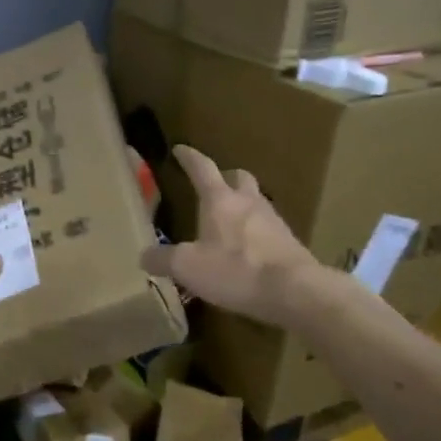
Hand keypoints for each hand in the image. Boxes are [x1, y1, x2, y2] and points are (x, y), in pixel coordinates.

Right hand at [141, 145, 342, 328]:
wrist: (295, 291)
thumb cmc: (235, 270)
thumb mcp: (187, 267)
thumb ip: (163, 259)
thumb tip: (144, 256)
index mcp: (220, 200)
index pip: (202, 169)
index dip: (189, 158)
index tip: (180, 149)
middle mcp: (249, 202)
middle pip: (239, 178)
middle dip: (225, 177)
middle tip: (214, 186)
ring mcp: (274, 222)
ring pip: (256, 202)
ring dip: (243, 205)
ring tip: (229, 223)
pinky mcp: (290, 244)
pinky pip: (268, 229)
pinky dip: (256, 233)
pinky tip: (249, 251)